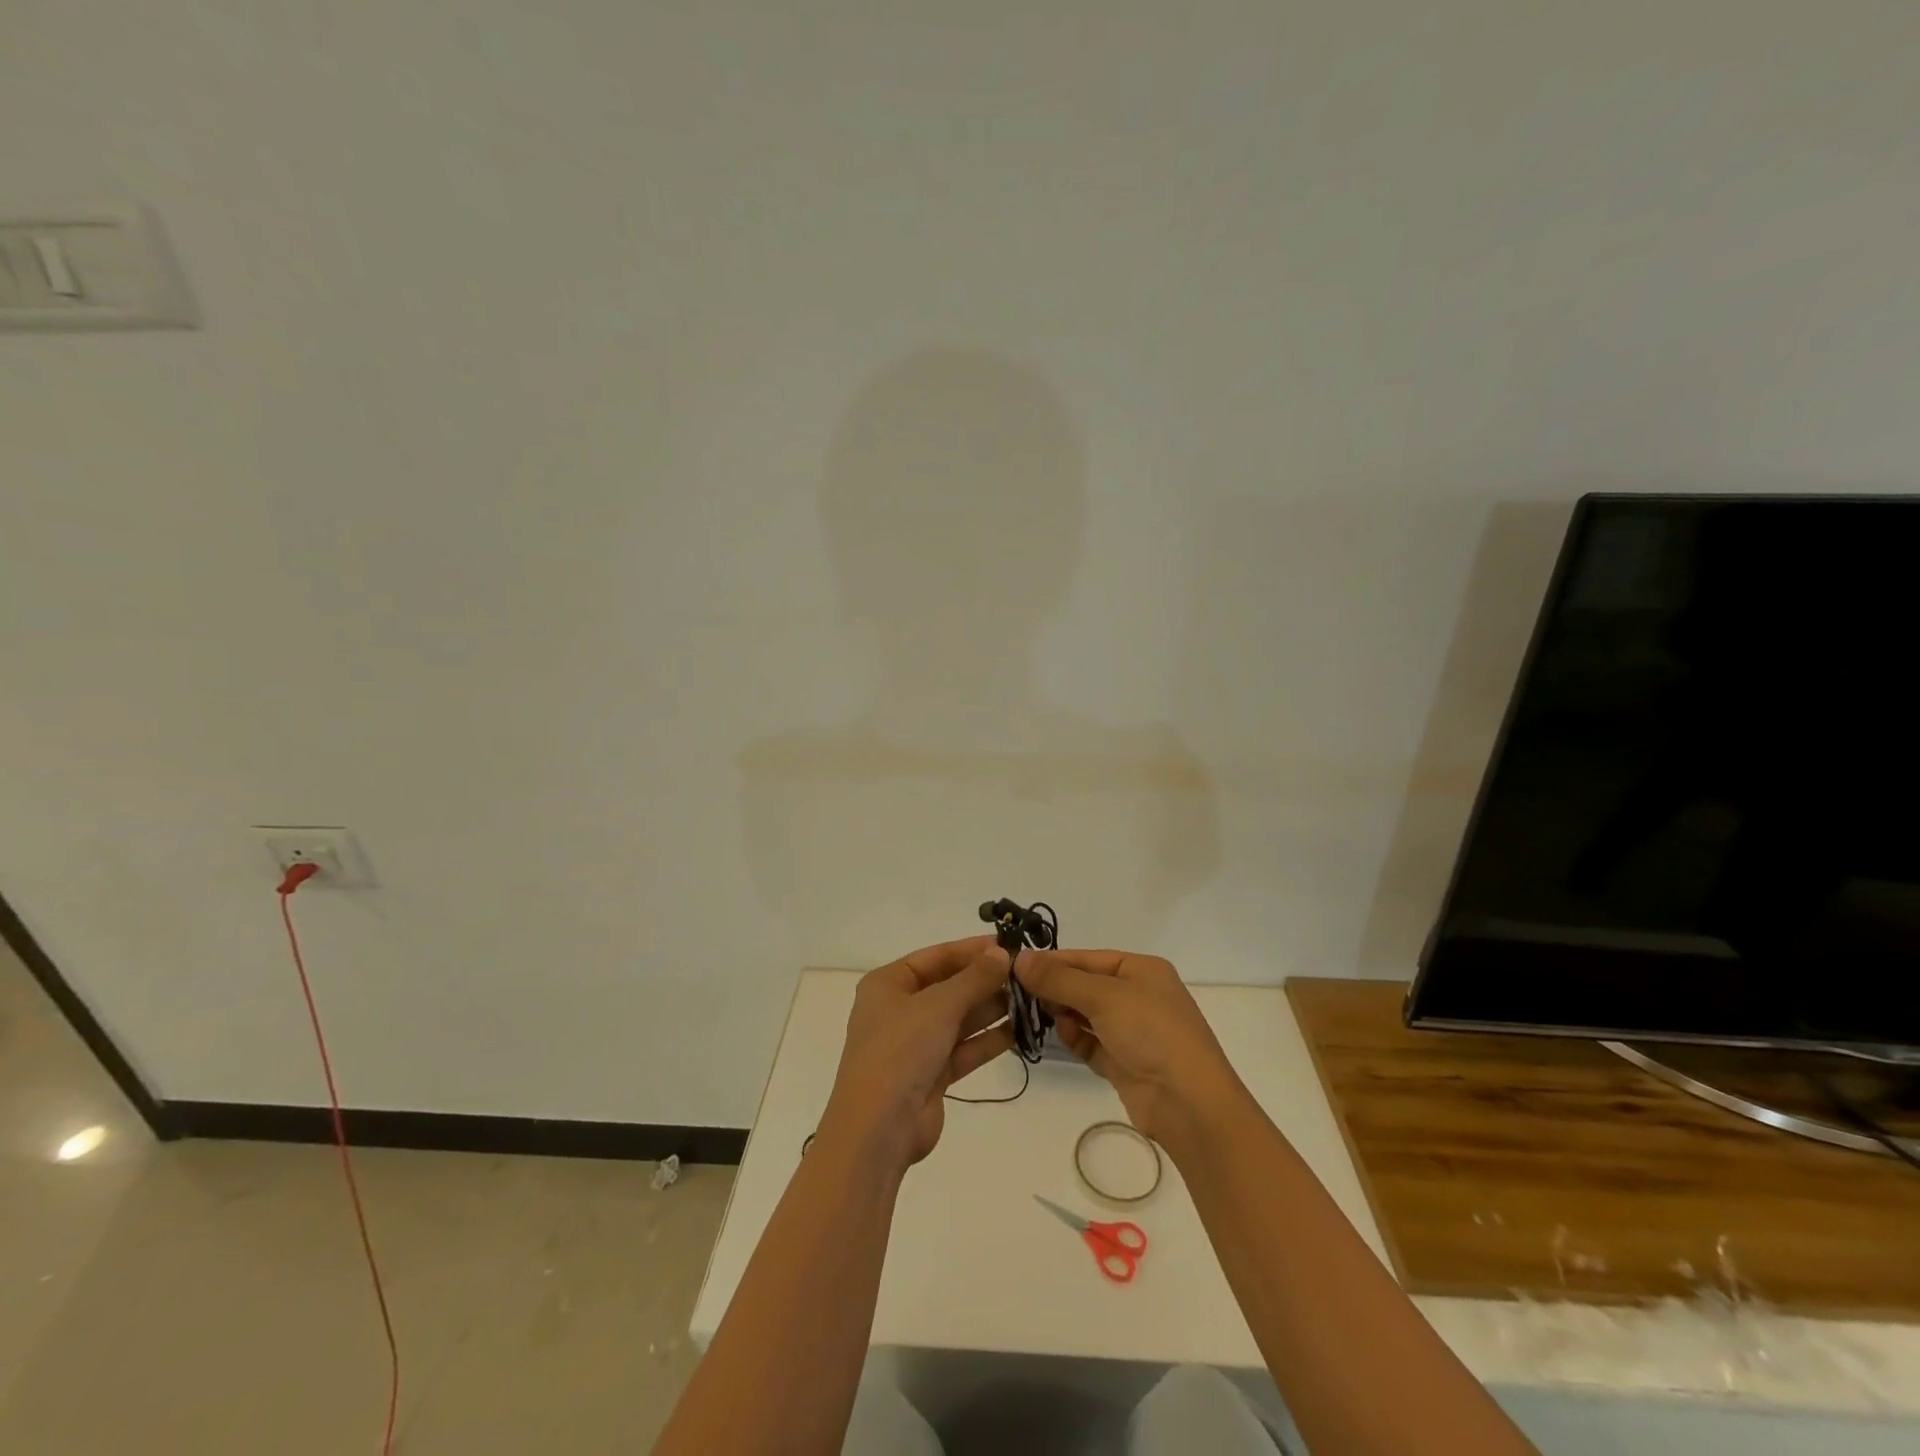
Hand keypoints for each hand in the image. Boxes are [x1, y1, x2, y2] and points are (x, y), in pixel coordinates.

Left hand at [820, 937, 1015, 1171]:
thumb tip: (1002, 952)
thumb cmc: (900, 1051)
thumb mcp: (939, 1005)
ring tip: (1030, 999)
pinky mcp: (930, 1075)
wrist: (877, 1130)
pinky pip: (963, 1048)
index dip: (971, 950)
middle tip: (1026, 975)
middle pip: (948, 987)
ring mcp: (914, 1044)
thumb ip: (974, 978)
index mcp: (888, 984)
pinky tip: (1019, 1031)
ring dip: (990, 1009)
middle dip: (985, 981)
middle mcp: (899, 1009)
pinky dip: (987, 1040)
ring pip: (958, 1018)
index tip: (1008, 945)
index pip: (936, 956)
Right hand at [1014, 949, 1249, 1149]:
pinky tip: (1061, 1034)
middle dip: (1055, 988)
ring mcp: (1132, 1031)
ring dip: (1062, 1012)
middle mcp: (1138, 996)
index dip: (1052, 961)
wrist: (1189, 1104)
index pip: (1087, 958)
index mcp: (1141, 970)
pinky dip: (1075, 1038)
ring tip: (1033, 1012)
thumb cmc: (1151, 1032)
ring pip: (1086, 1014)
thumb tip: (1020, 958)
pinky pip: (1091, 1043)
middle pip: (1085, 985)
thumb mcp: (1103, 996)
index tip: (1015, 965)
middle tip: (1017, 992)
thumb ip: (1059, 978)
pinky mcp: (1124, 1063)